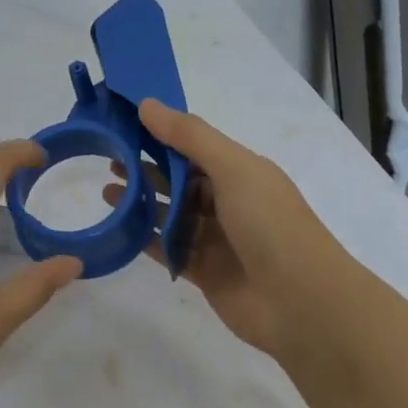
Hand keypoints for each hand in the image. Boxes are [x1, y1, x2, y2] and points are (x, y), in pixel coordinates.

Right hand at [103, 99, 348, 364]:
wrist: (301, 303)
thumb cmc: (271, 224)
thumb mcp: (233, 168)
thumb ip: (189, 137)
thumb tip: (146, 104)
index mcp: (241, 172)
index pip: (194, 147)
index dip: (161, 135)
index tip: (124, 124)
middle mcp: (229, 202)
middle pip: (180, 180)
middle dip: (146, 168)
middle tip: (108, 159)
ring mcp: (216, 239)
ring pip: (171, 215)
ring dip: (141, 202)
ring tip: (106, 192)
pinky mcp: (204, 271)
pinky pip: (169, 250)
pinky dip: (146, 239)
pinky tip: (119, 228)